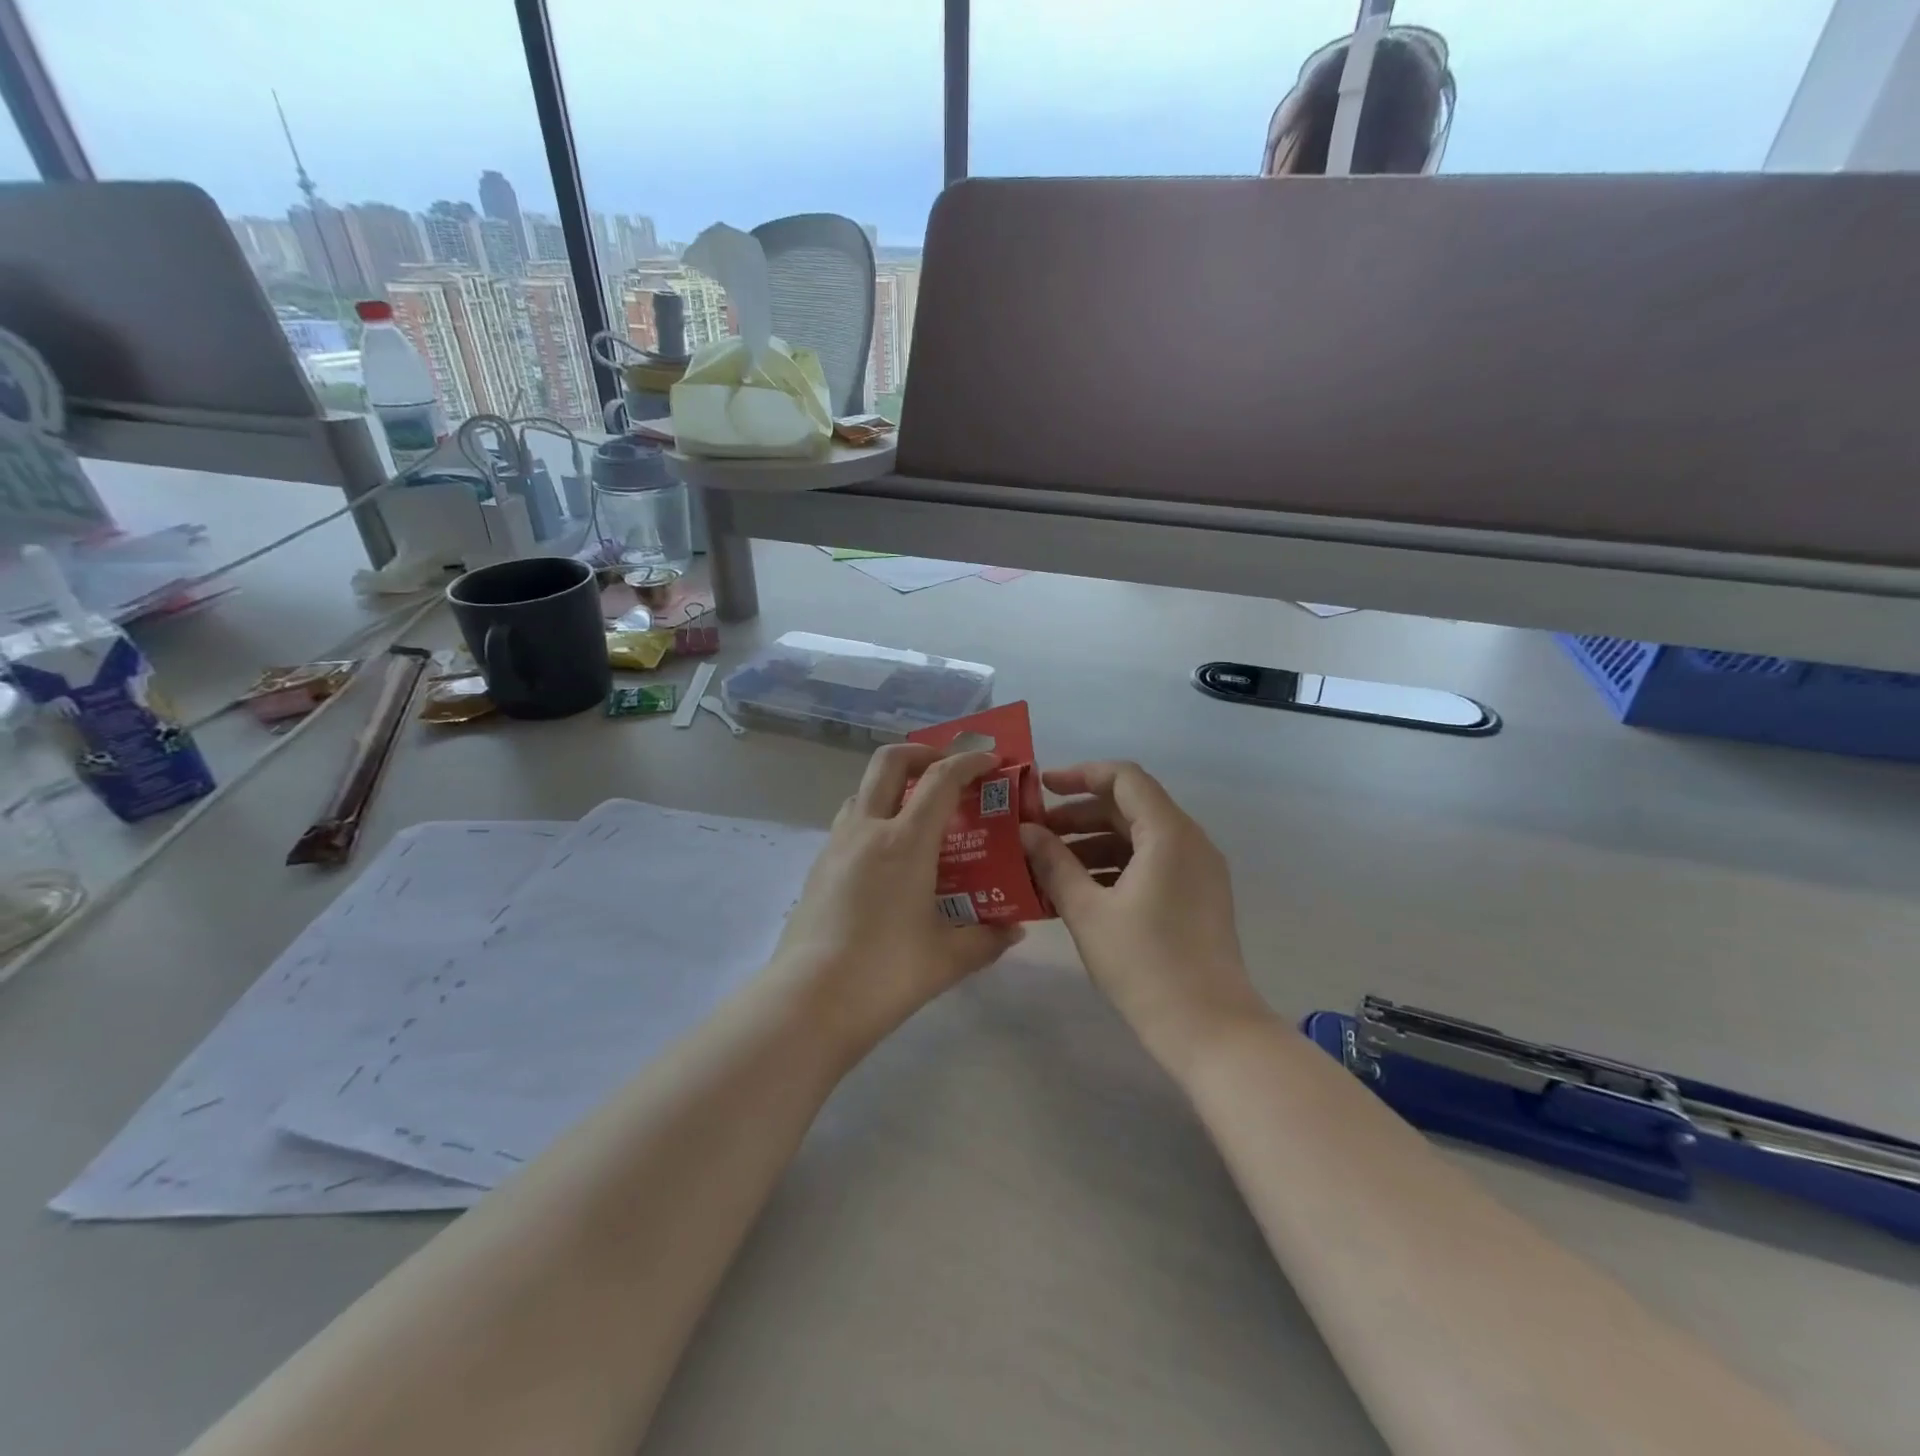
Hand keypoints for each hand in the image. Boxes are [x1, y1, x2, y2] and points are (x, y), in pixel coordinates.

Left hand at [771, 743, 1023, 1058]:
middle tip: (947, 770)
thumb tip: (1013, 929)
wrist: (809, 1002)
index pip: (940, 779)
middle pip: (890, 762)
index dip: (969, 762)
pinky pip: (849, 823)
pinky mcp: (818, 867)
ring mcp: (836, 846)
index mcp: (905, 842)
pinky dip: (874, 818)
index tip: (991, 762)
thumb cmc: (885, 973)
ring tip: (919, 815)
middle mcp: (867, 830)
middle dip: (923, 753)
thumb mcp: (948, 958)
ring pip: (864, 790)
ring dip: (894, 786)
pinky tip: (889, 858)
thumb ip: (987, 938)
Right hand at [1020, 762, 1271, 1074]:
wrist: (1210, 1028)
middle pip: (1130, 807)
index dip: (1080, 775)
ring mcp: (1199, 870)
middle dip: (1080, 815)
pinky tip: (1081, 890)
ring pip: (1140, 837)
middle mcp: (1190, 841)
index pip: (1124, 778)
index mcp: (1168, 833)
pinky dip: (1116, 866)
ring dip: (1094, 842)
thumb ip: (1053, 863)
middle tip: (1036, 833)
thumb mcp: (1087, 912)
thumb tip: (1026, 831)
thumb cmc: (1144, 964)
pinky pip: (1153, 863)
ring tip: (1049, 864)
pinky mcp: (1199, 896)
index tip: (1041, 788)